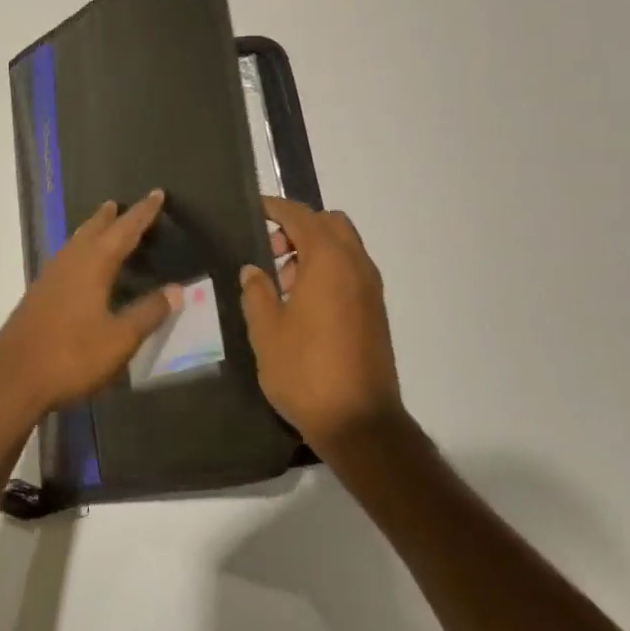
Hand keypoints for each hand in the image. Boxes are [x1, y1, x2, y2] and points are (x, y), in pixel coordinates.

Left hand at [0, 190, 181, 426]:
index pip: (124, 231)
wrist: (12, 380)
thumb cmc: (72, 356)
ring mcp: (48, 279)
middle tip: (118, 204)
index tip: (156, 194)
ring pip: (74, 244)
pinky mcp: (37, 297)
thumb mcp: (120, 339)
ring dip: (89, 232)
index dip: (143, 214)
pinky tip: (77, 268)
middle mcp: (69, 263)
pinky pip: (63, 261)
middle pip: (92, 231)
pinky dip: (77, 252)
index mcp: (93, 265)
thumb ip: (148, 313)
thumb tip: (176, 289)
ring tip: (99, 227)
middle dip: (109, 218)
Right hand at [240, 196, 403, 453]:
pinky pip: (351, 271)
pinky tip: (303, 305)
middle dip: (298, 227)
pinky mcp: (375, 311)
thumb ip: (256, 292)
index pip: (300, 216)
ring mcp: (371, 289)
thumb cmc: (305, 371)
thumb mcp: (266, 331)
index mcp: (329, 261)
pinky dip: (328, 270)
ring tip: (282, 285)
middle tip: (270, 252)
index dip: (275, 208)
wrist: (359, 422)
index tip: (254, 209)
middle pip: (329, 223)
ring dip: (314, 250)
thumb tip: (254, 270)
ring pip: (343, 247)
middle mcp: (356, 265)